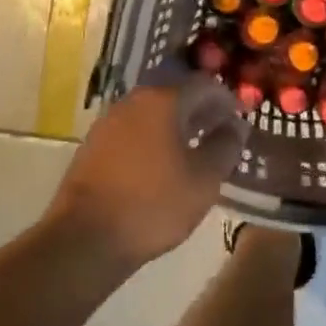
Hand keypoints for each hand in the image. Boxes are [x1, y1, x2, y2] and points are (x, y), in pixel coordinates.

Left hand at [49, 75, 249, 265]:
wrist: (84, 240)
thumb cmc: (154, 204)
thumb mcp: (204, 179)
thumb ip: (226, 146)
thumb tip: (235, 127)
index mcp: (163, 101)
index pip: (205, 85)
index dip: (227, 100)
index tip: (241, 117)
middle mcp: (133, 102)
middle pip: (176, 96)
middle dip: (202, 111)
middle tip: (221, 132)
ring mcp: (108, 123)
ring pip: (153, 114)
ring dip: (177, 126)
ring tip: (196, 150)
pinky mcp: (93, 148)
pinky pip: (134, 132)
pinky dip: (155, 140)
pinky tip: (164, 165)